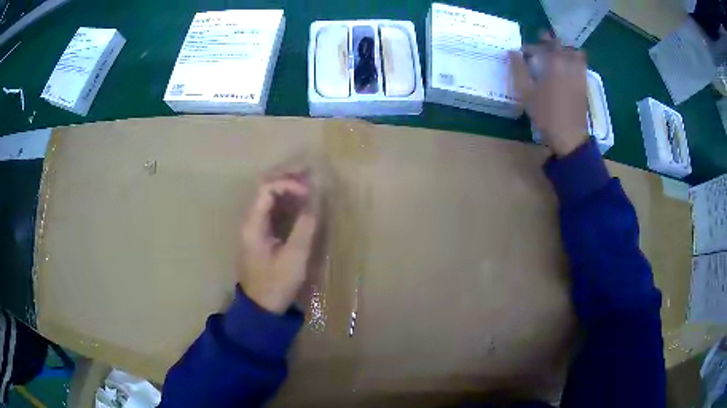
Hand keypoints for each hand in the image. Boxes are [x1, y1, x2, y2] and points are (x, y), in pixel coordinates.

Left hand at [239, 174, 317, 313]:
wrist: (261, 307)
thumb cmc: (276, 284)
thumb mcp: (295, 257)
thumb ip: (306, 225)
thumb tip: (316, 199)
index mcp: (253, 224)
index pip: (267, 188)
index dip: (289, 183)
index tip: (309, 192)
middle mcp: (251, 220)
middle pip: (265, 186)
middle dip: (288, 177)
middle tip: (311, 173)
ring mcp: (255, 226)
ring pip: (269, 196)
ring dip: (289, 187)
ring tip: (311, 184)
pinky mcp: (262, 233)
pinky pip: (274, 209)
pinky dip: (288, 202)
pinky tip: (303, 202)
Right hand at [509, 33, 588, 156]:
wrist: (569, 136)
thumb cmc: (546, 114)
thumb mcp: (526, 92)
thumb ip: (519, 69)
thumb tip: (512, 52)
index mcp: (554, 63)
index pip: (542, 45)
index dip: (531, 46)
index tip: (523, 52)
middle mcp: (569, 63)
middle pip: (560, 44)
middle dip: (548, 43)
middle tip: (539, 50)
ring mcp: (579, 73)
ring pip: (574, 52)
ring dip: (564, 50)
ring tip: (555, 56)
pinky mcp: (584, 84)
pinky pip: (581, 64)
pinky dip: (574, 60)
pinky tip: (566, 68)